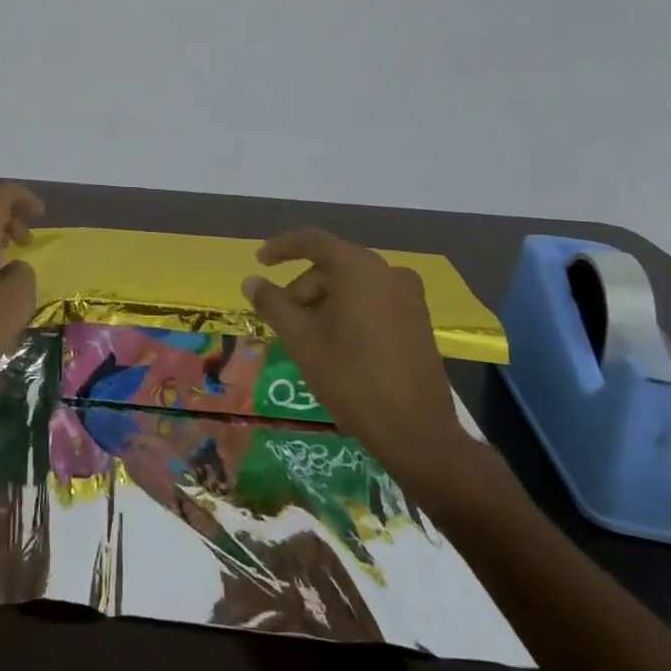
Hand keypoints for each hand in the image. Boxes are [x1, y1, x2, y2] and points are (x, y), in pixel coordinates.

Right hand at [241, 228, 478, 498]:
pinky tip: (336, 344)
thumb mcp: (300, 339)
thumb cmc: (350, 376)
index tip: (259, 261)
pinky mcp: (419, 320)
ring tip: (306, 337)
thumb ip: (272, 303)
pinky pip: (373, 301)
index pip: (312, 241)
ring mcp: (409, 296)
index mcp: (358, 267)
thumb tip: (251, 280)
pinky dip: (348, 311)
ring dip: (324, 302)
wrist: (416, 430)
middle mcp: (388, 271)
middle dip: (302, 287)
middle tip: (281, 319)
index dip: (281, 248)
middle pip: (332, 265)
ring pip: (352, 285)